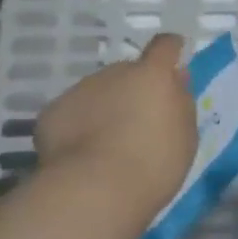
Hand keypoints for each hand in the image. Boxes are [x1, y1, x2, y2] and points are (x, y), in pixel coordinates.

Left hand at [36, 33, 197, 230]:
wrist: (94, 191)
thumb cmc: (153, 164)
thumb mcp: (185, 135)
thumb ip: (179, 101)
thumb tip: (174, 80)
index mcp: (153, 75)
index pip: (165, 47)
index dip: (170, 50)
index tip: (173, 57)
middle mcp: (115, 73)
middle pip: (127, 74)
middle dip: (132, 91)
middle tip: (135, 124)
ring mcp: (80, 90)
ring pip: (97, 93)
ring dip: (103, 109)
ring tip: (104, 146)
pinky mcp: (53, 112)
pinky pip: (71, 114)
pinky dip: (76, 128)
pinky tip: (79, 156)